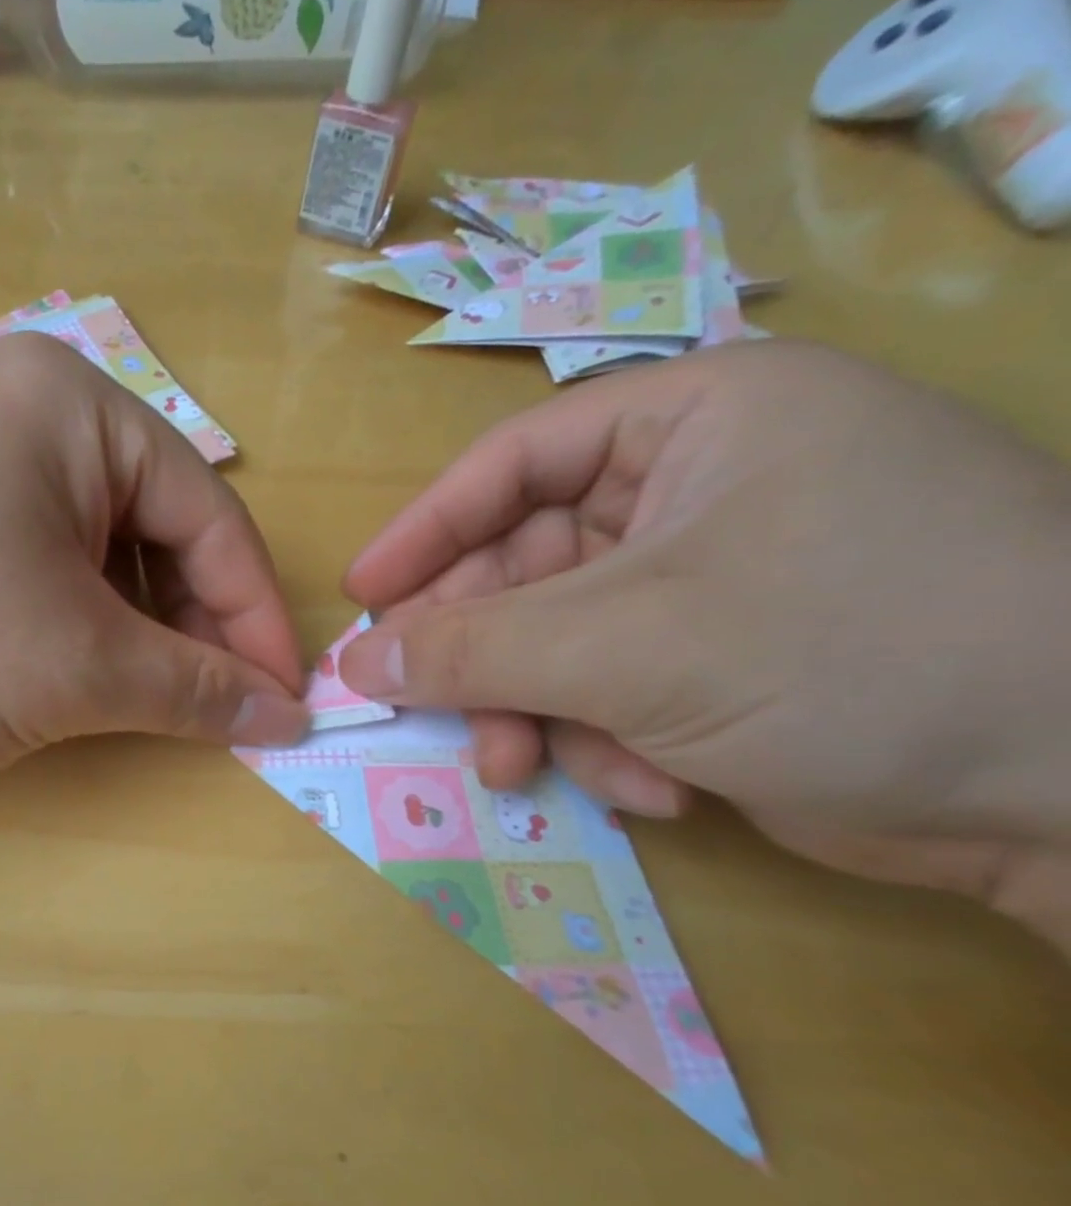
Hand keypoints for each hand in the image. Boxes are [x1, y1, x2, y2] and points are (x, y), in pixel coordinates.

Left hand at [0, 334, 309, 784]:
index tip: (284, 700)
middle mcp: (18, 402)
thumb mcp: (72, 668)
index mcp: (74, 405)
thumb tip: (287, 713)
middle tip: (206, 710)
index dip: (255, 618)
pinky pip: (24, 552)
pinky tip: (49, 663)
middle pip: (150, 526)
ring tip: (128, 696)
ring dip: (122, 625)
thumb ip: (192, 689)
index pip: (210, 517)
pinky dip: (58, 614)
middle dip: (186, 625)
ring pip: (86, 546)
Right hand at [335, 340, 1070, 934]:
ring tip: (531, 767)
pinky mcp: (715, 661)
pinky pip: (605, 690)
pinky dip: (605, 741)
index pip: (511, 463)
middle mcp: (695, 489)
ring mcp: (705, 581)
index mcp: (693, 421)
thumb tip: (355, 661)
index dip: (424, 532)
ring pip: (553, 642)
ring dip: (536, 712)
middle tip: (433, 714)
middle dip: (483, 655)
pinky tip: (650, 784)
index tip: (361, 597)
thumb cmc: (850, 653)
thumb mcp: (628, 645)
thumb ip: (471, 650)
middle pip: (523, 568)